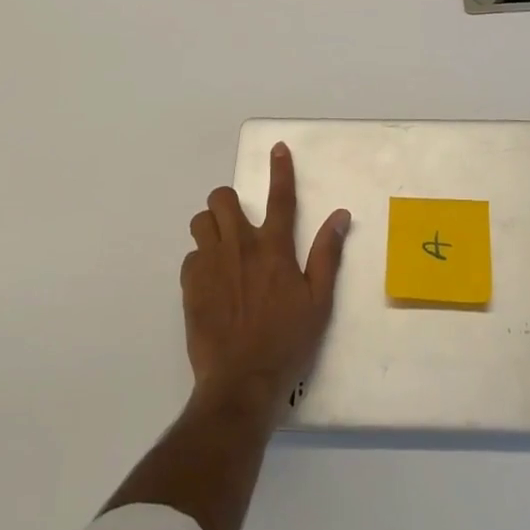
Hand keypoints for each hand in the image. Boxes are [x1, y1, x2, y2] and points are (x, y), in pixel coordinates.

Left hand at [183, 142, 350, 415]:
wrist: (241, 381)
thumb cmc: (287, 341)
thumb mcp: (319, 300)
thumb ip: (327, 254)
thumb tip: (340, 215)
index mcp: (274, 248)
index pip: (280, 198)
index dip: (280, 170)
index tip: (277, 148)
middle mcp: (240, 246)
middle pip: (223, 199)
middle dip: (230, 202)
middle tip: (240, 224)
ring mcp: (211, 264)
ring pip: (201, 221)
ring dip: (212, 227)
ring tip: (223, 248)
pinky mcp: (190, 285)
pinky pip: (190, 256)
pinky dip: (201, 260)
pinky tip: (212, 281)